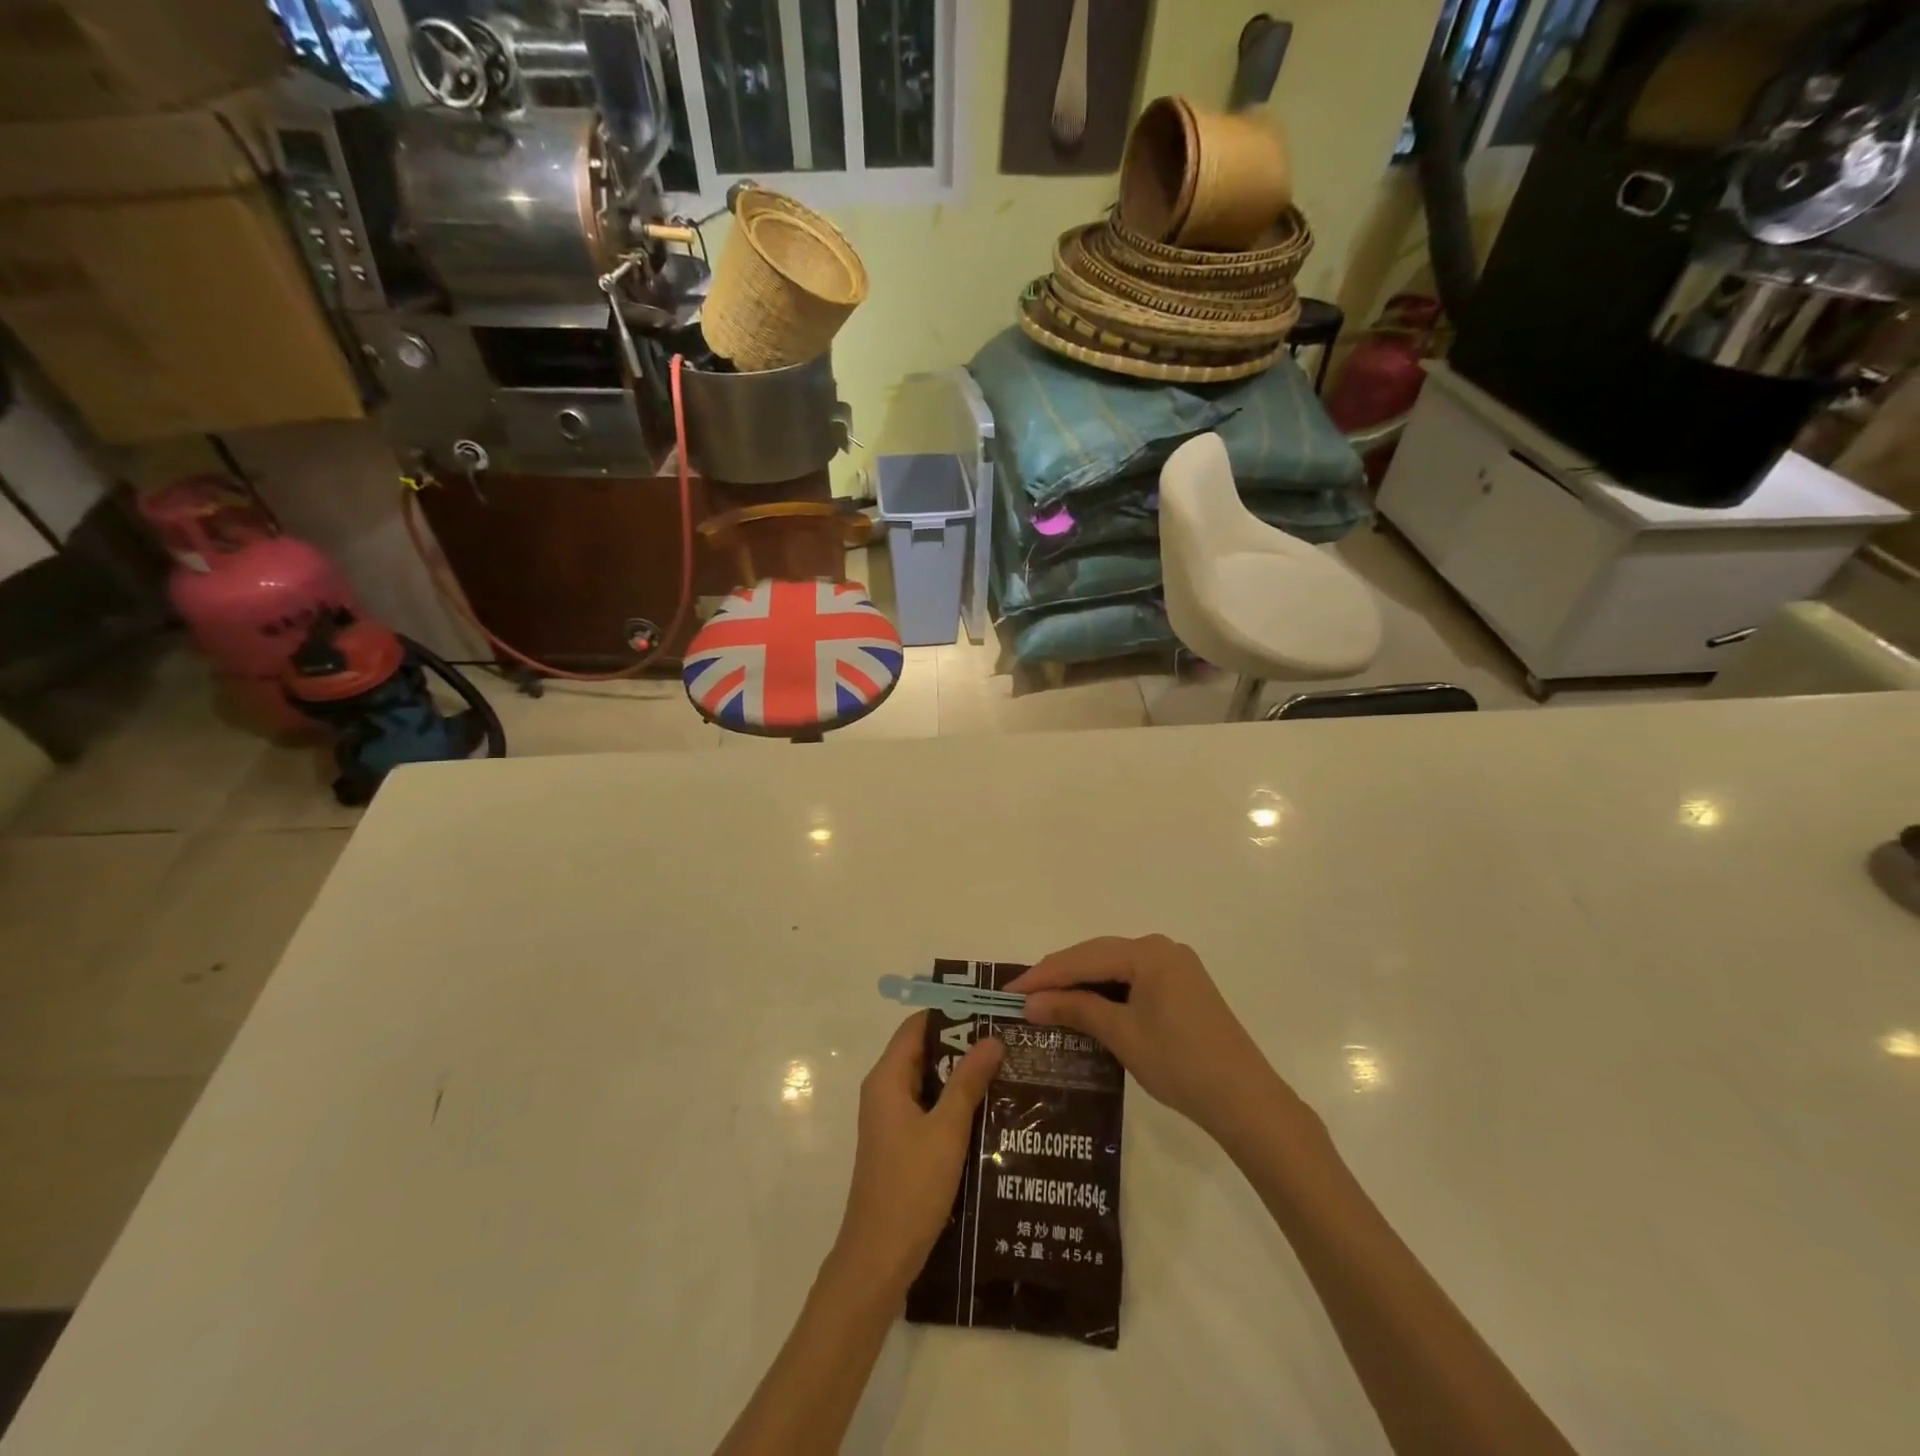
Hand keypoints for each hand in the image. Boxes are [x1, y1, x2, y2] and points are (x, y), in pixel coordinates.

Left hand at [832, 1012, 1001, 1299]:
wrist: (879, 1260)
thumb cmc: (911, 1187)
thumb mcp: (946, 1130)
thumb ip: (968, 1082)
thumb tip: (991, 1038)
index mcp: (887, 1079)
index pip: (917, 1026)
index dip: (950, 1013)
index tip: (988, 1010)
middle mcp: (885, 1092)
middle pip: (924, 1052)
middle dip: (962, 1045)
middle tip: (1006, 1040)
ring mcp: (891, 1120)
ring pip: (929, 1082)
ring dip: (961, 1076)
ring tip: (1006, 1070)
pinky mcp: (901, 1145)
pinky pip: (929, 1108)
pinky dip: (954, 1103)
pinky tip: (989, 1111)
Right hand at [1007, 936, 1285, 1143]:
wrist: (1245, 1100)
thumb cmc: (1180, 1064)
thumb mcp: (1121, 1034)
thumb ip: (1075, 1009)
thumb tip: (1029, 1003)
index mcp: (1148, 953)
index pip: (1083, 958)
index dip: (1043, 975)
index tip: (1008, 991)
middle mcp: (1161, 948)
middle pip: (1097, 955)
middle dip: (1059, 976)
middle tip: (1022, 996)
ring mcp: (1175, 966)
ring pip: (1114, 967)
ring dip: (1081, 983)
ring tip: (1045, 1001)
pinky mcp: (1182, 986)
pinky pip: (1132, 979)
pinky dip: (1106, 991)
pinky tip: (1085, 1006)